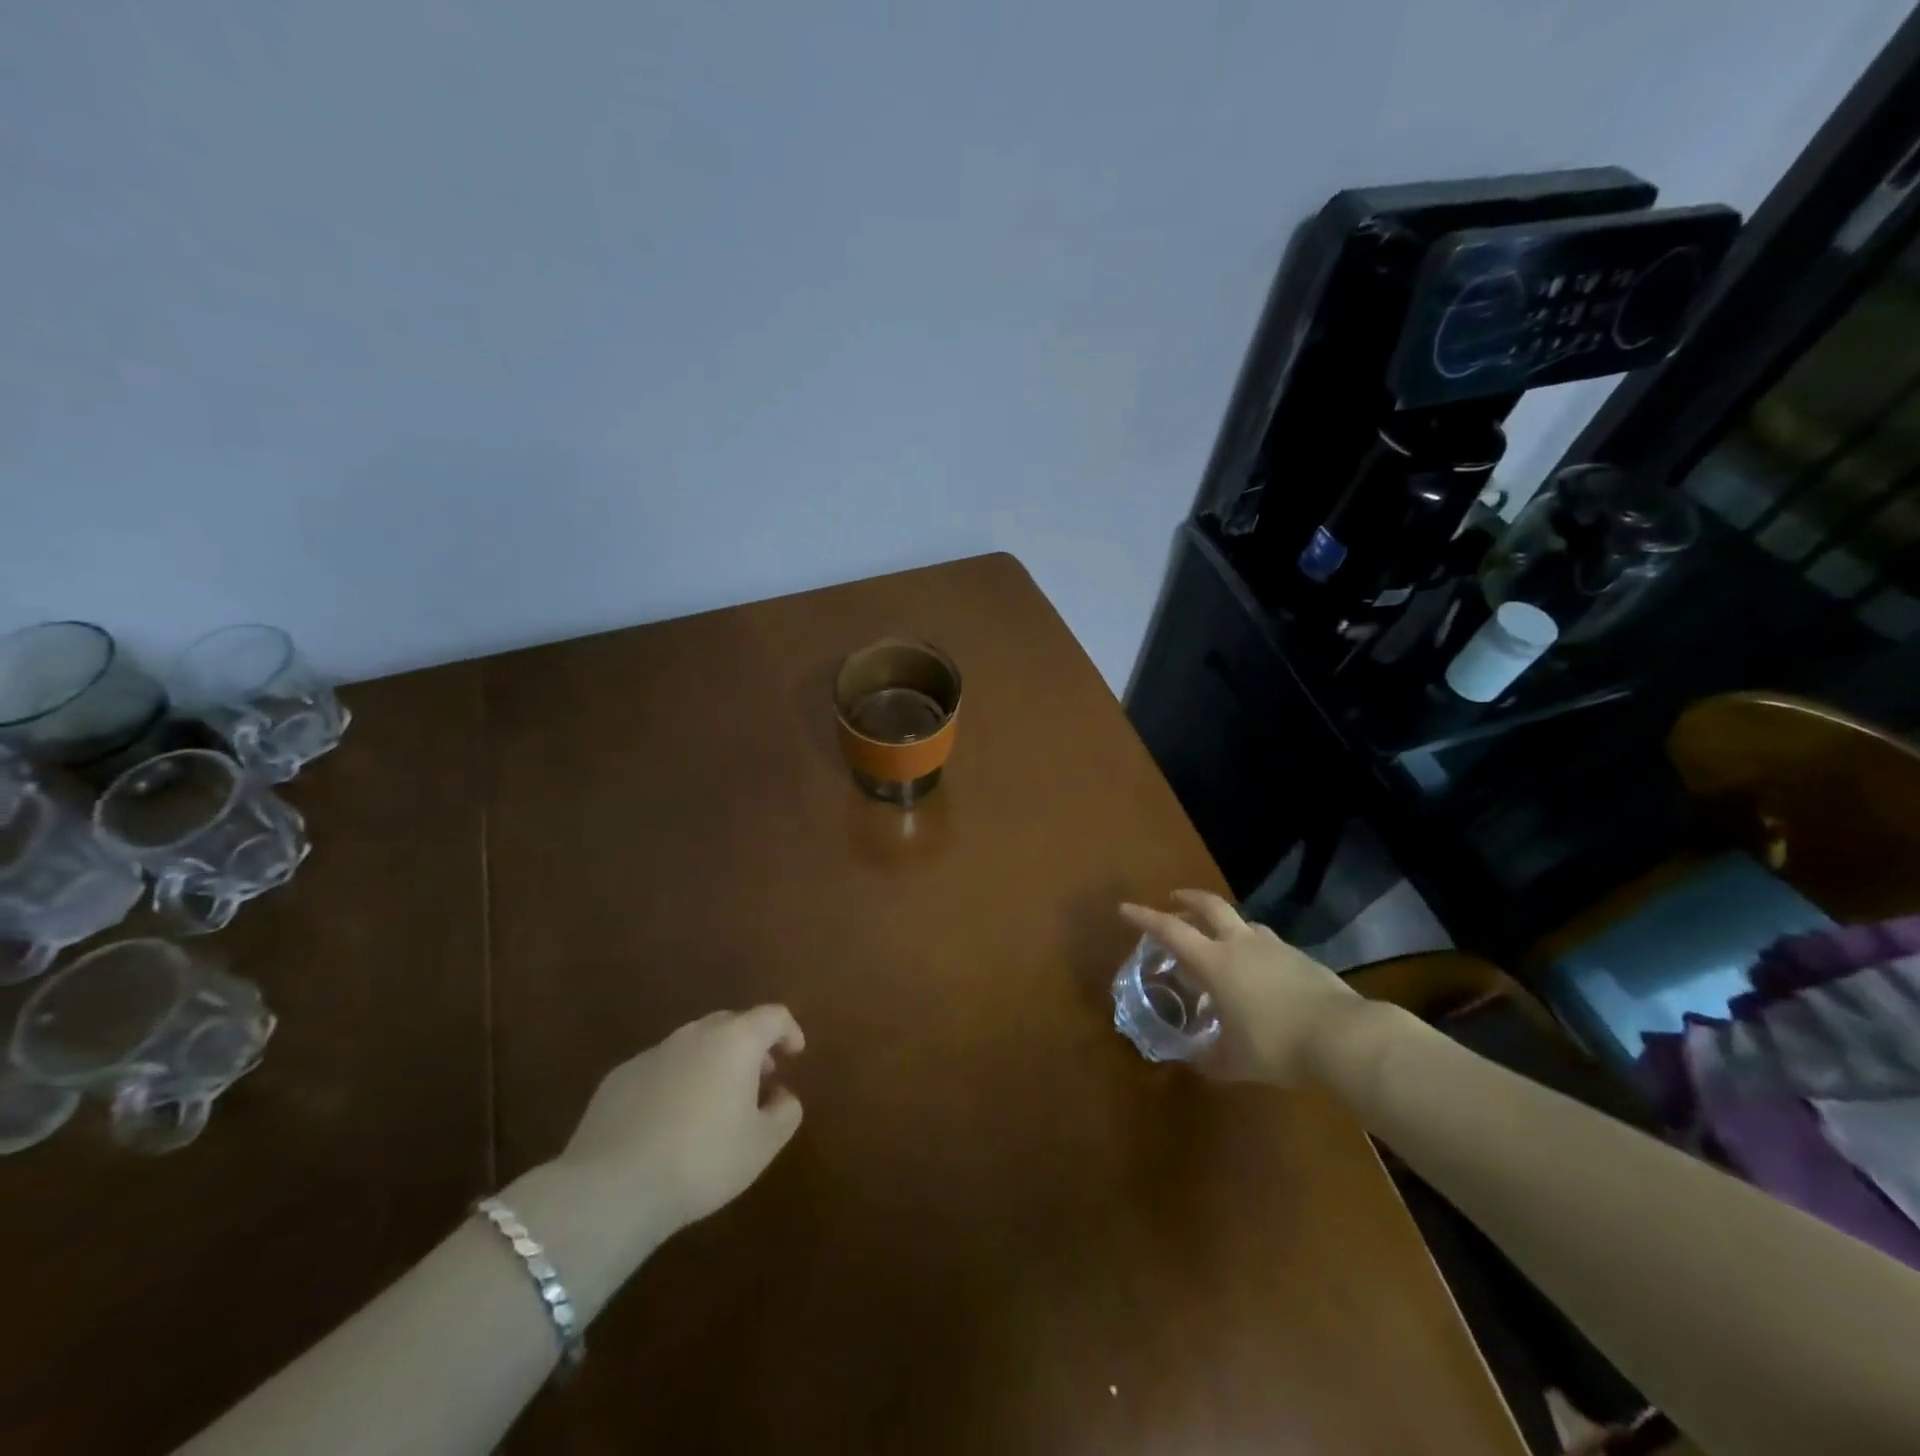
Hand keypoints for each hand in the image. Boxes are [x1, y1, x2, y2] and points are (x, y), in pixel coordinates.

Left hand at [556, 1006, 806, 1239]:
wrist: (612, 1188)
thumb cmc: (703, 1160)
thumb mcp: (762, 1145)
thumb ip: (785, 1113)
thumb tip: (782, 1096)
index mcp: (736, 1041)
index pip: (773, 1016)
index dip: (789, 1030)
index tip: (795, 1053)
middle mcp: (695, 1035)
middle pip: (731, 1023)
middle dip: (750, 1045)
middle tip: (759, 1077)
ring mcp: (653, 1053)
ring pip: (693, 1045)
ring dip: (712, 1062)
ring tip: (715, 1102)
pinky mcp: (618, 1078)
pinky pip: (660, 1068)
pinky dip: (676, 1082)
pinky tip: (671, 1120)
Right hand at [1120, 891, 1360, 1086]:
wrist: (1344, 1036)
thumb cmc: (1277, 1044)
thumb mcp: (1237, 1061)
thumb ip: (1213, 1059)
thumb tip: (1197, 1064)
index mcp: (1216, 962)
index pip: (1171, 931)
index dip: (1145, 918)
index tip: (1125, 908)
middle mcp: (1241, 945)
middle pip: (1210, 907)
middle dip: (1189, 899)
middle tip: (1175, 899)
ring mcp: (1274, 947)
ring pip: (1243, 923)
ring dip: (1226, 924)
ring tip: (1221, 939)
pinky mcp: (1301, 958)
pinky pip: (1268, 944)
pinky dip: (1255, 948)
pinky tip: (1260, 971)